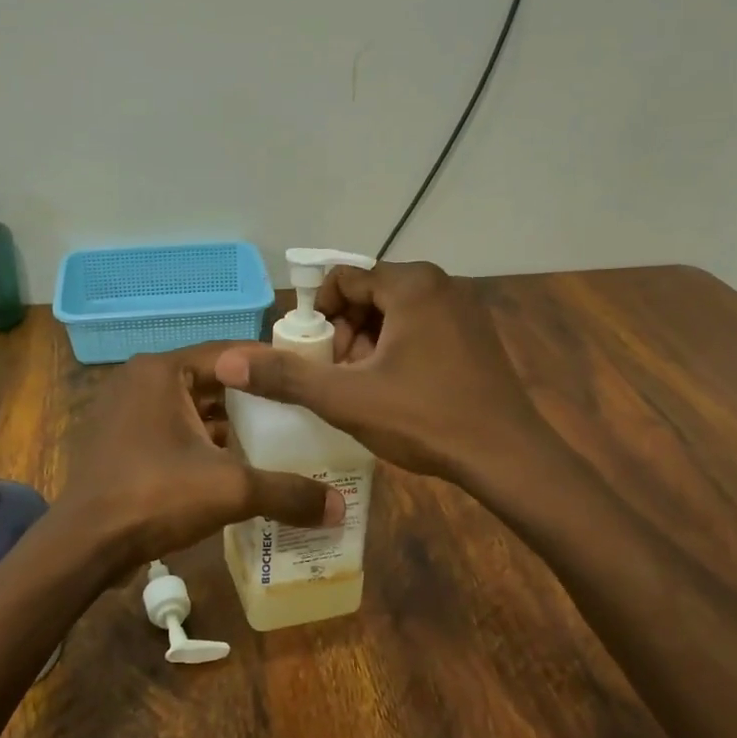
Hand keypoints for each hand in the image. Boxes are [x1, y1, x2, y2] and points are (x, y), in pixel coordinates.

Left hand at [58, 346, 345, 573]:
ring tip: (271, 440)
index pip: (229, 354)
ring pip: (188, 407)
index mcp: (162, 371)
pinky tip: (229, 465)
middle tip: (295, 413)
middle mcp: (139, 380)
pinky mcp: (117, 439)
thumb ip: (287, 493)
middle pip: (210, 380)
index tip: (305, 381)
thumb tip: (340, 508)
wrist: (84, 544)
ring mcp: (122, 409)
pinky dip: (198, 441)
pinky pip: (168, 428)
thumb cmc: (155, 497)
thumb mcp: (230, 490)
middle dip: (250, 399)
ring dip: (224, 423)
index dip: (270, 367)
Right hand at [213, 260, 551, 486]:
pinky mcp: (476, 334)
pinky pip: (421, 327)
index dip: (319, 318)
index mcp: (412, 284)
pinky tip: (398, 391)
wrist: (507, 457)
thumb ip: (286, 376)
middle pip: (369, 296)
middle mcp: (441, 283)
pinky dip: (398, 350)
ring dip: (369, 345)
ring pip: (394, 314)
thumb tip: (229, 361)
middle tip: (340, 378)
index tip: (316, 359)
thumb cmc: (425, 418)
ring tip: (365, 389)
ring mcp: (464, 308)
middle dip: (345, 335)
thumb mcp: (346, 398)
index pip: (344, 280)